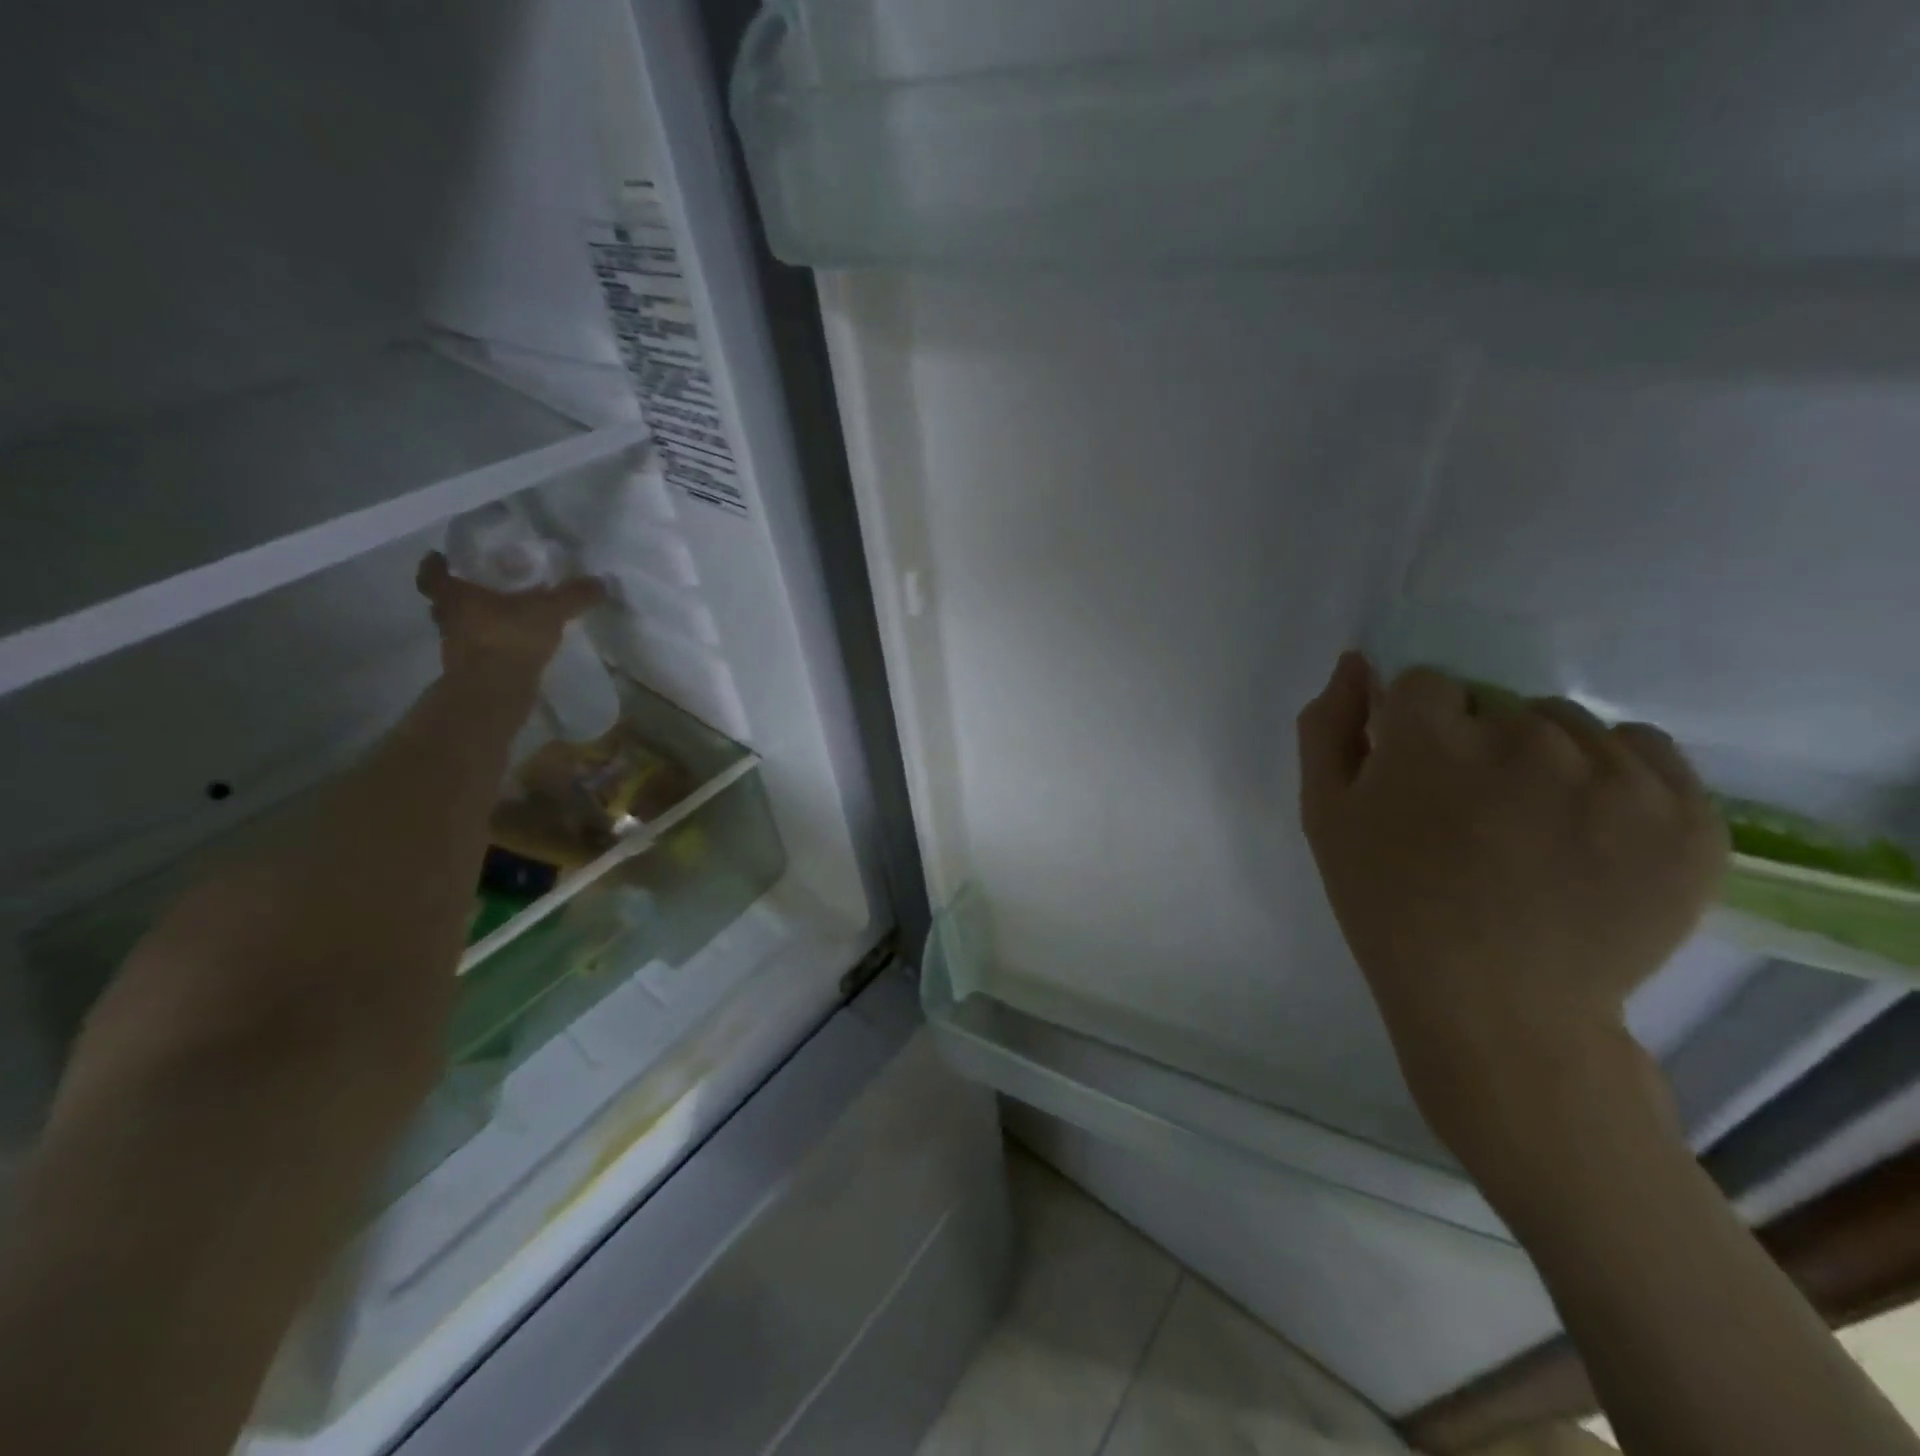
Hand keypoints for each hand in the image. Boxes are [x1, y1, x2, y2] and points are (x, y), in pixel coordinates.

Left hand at [416, 551, 606, 675]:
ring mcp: (457, 648)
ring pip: (460, 627)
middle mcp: (449, 618)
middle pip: (443, 602)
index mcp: (456, 594)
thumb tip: (601, 581)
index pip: (433, 574)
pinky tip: (512, 645)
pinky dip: (490, 646)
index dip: (437, 565)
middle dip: (459, 595)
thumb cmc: (510, 637)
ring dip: (475, 622)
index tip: (444, 559)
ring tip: (503, 617)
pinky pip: (478, 651)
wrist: (495, 691)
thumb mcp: (550, 610)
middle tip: (481, 587)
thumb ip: (574, 595)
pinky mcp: (472, 671)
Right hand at [1296, 653, 1727, 1175]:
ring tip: (1533, 827)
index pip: (1423, 685)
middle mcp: (1525, 738)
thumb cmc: (1389, 908)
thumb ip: (1328, 728)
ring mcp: (1614, 776)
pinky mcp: (1685, 815)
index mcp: (1430, 739)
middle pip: (1497, 703)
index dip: (1412, 730)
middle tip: (1471, 816)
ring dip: (1544, 757)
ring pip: (1568, 724)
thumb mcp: (1325, 817)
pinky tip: (1591, 825)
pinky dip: (1617, 774)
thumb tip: (1356, 661)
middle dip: (1476, 742)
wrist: (1497, 1006)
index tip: (1415, 781)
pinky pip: (1647, 750)